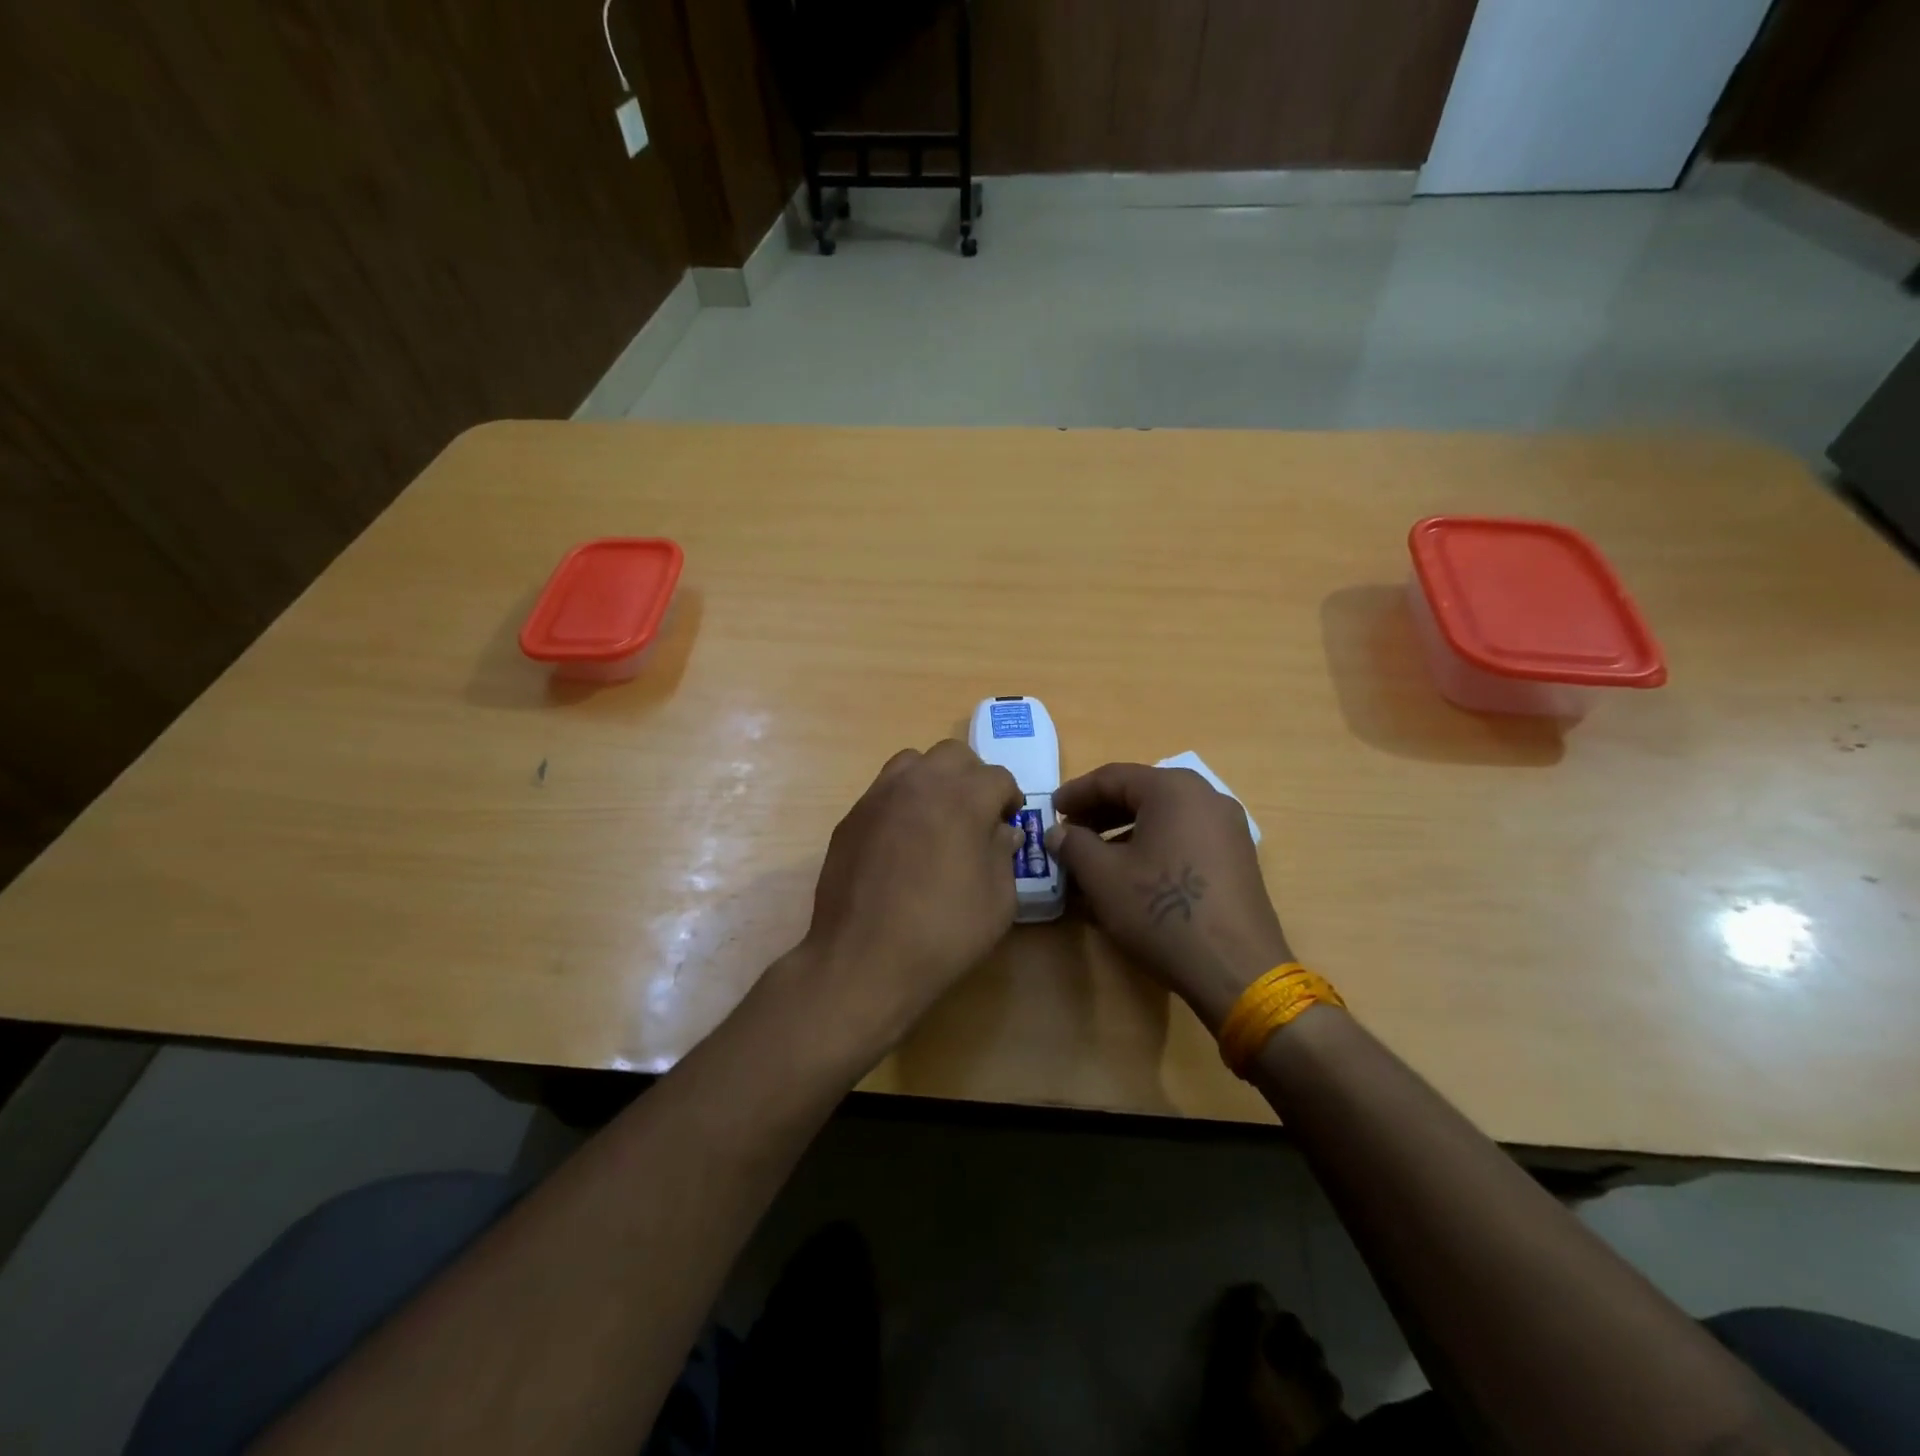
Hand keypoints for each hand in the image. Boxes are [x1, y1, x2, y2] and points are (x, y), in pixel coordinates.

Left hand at [794, 740, 1023, 1056]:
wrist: (863, 959)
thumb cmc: (943, 932)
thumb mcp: (998, 901)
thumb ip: (1004, 855)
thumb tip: (1002, 832)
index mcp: (963, 798)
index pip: (997, 776)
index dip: (1009, 798)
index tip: (1008, 822)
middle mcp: (919, 783)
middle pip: (953, 754)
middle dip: (972, 777)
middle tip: (976, 814)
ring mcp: (879, 796)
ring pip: (912, 763)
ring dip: (933, 780)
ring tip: (936, 818)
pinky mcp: (851, 817)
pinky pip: (883, 791)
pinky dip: (901, 803)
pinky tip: (901, 843)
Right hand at [1046, 764, 1290, 1032]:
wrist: (1236, 969)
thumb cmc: (1162, 911)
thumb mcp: (1103, 876)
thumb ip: (1073, 845)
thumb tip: (1057, 833)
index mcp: (1173, 789)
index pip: (1113, 777)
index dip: (1076, 792)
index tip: (1050, 809)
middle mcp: (1206, 797)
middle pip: (1141, 793)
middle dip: (1100, 812)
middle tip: (1070, 832)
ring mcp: (1228, 828)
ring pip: (1163, 818)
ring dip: (1124, 832)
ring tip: (1095, 858)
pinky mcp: (1237, 859)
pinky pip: (1184, 838)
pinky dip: (1152, 847)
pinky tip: (1131, 876)